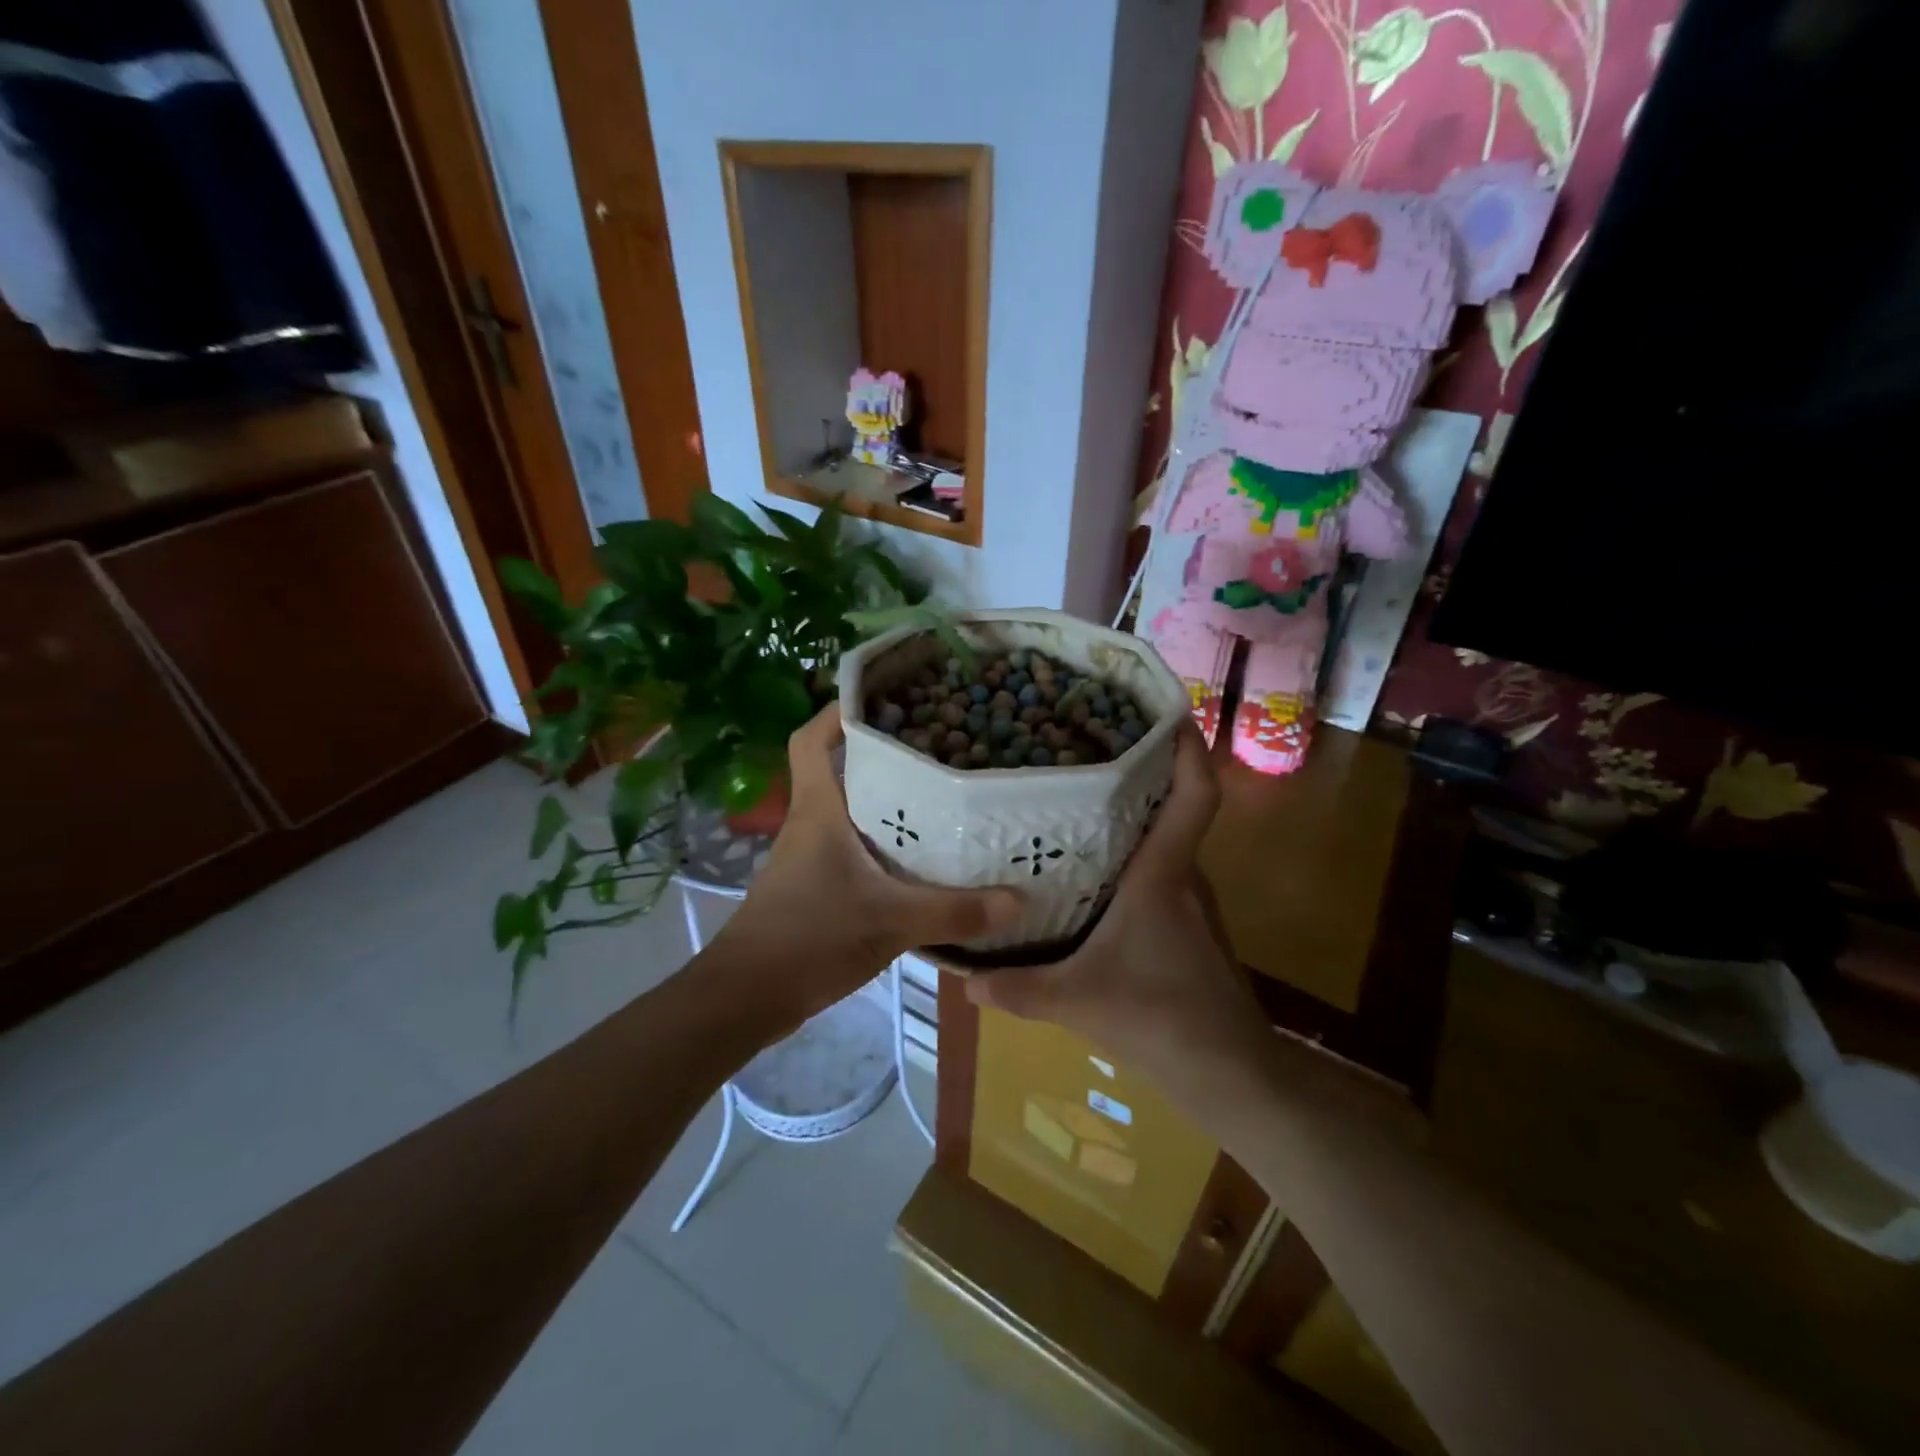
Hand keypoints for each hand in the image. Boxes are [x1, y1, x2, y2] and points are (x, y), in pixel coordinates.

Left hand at [717, 706, 1023, 1021]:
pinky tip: (923, 856)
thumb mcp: (890, 921)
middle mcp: (812, 822)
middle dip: (882, 751)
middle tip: (938, 742)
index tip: (884, 697)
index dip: (838, 711)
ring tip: (942, 791)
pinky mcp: (818, 884)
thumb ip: (955, 911)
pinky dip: (886, 841)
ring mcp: (812, 855)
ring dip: (887, 798)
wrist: (747, 997)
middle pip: (841, 767)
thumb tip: (1019, 899)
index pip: (812, 739)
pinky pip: (856, 845)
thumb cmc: (809, 938)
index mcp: (818, 810)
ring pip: (851, 808)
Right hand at [966, 721, 1269, 1089]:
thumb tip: (961, 979)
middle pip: (1176, 809)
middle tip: (1090, 751)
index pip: (1195, 796)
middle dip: (1143, 774)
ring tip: (1085, 804)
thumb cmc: (1158, 1019)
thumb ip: (1015, 988)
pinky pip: (1166, 874)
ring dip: (1139, 818)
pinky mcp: (1194, 928)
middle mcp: (1185, 878)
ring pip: (1169, 844)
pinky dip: (1140, 858)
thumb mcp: (1075, 1001)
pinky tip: (1100, 876)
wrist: (1230, 1075)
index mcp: (1163, 876)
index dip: (1188, 749)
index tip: (1168, 712)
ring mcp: (1195, 904)